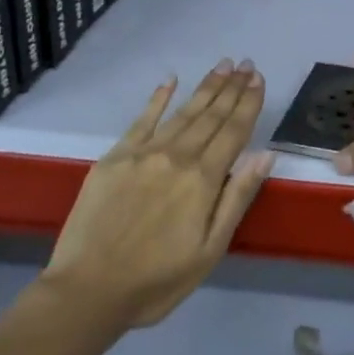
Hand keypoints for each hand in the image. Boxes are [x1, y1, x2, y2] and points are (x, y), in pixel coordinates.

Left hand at [41, 60, 273, 328]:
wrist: (87, 291)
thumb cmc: (157, 280)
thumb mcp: (210, 250)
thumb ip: (237, 198)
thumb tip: (265, 155)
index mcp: (203, 179)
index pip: (233, 131)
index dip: (248, 103)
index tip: (258, 78)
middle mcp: (176, 156)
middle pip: (210, 115)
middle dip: (231, 88)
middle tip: (245, 63)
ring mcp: (143, 153)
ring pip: (182, 112)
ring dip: (205, 87)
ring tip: (222, 66)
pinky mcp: (115, 157)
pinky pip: (142, 119)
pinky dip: (158, 98)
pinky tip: (170, 80)